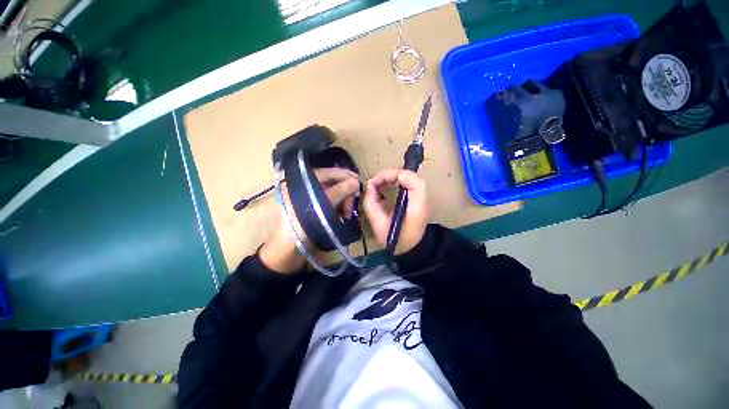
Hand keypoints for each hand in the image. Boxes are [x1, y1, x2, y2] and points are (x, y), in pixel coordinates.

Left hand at [260, 168, 360, 273]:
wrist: (289, 251)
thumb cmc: (300, 226)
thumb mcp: (319, 207)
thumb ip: (338, 192)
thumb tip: (356, 182)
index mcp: (303, 182)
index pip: (328, 173)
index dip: (345, 175)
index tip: (360, 181)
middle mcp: (309, 187)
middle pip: (334, 183)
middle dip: (346, 193)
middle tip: (353, 203)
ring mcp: (314, 199)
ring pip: (336, 194)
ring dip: (345, 202)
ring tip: (347, 215)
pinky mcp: (318, 209)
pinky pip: (334, 204)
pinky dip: (340, 209)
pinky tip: (343, 217)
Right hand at [363, 169, 428, 254]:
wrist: (412, 252)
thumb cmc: (396, 241)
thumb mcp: (379, 225)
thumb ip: (371, 204)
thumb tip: (368, 187)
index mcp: (416, 205)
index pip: (410, 178)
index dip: (391, 174)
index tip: (375, 182)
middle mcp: (422, 199)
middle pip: (409, 176)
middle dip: (389, 175)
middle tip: (374, 183)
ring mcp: (421, 199)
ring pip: (408, 179)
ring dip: (392, 178)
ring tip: (377, 185)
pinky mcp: (417, 201)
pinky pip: (407, 185)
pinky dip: (395, 183)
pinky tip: (384, 189)